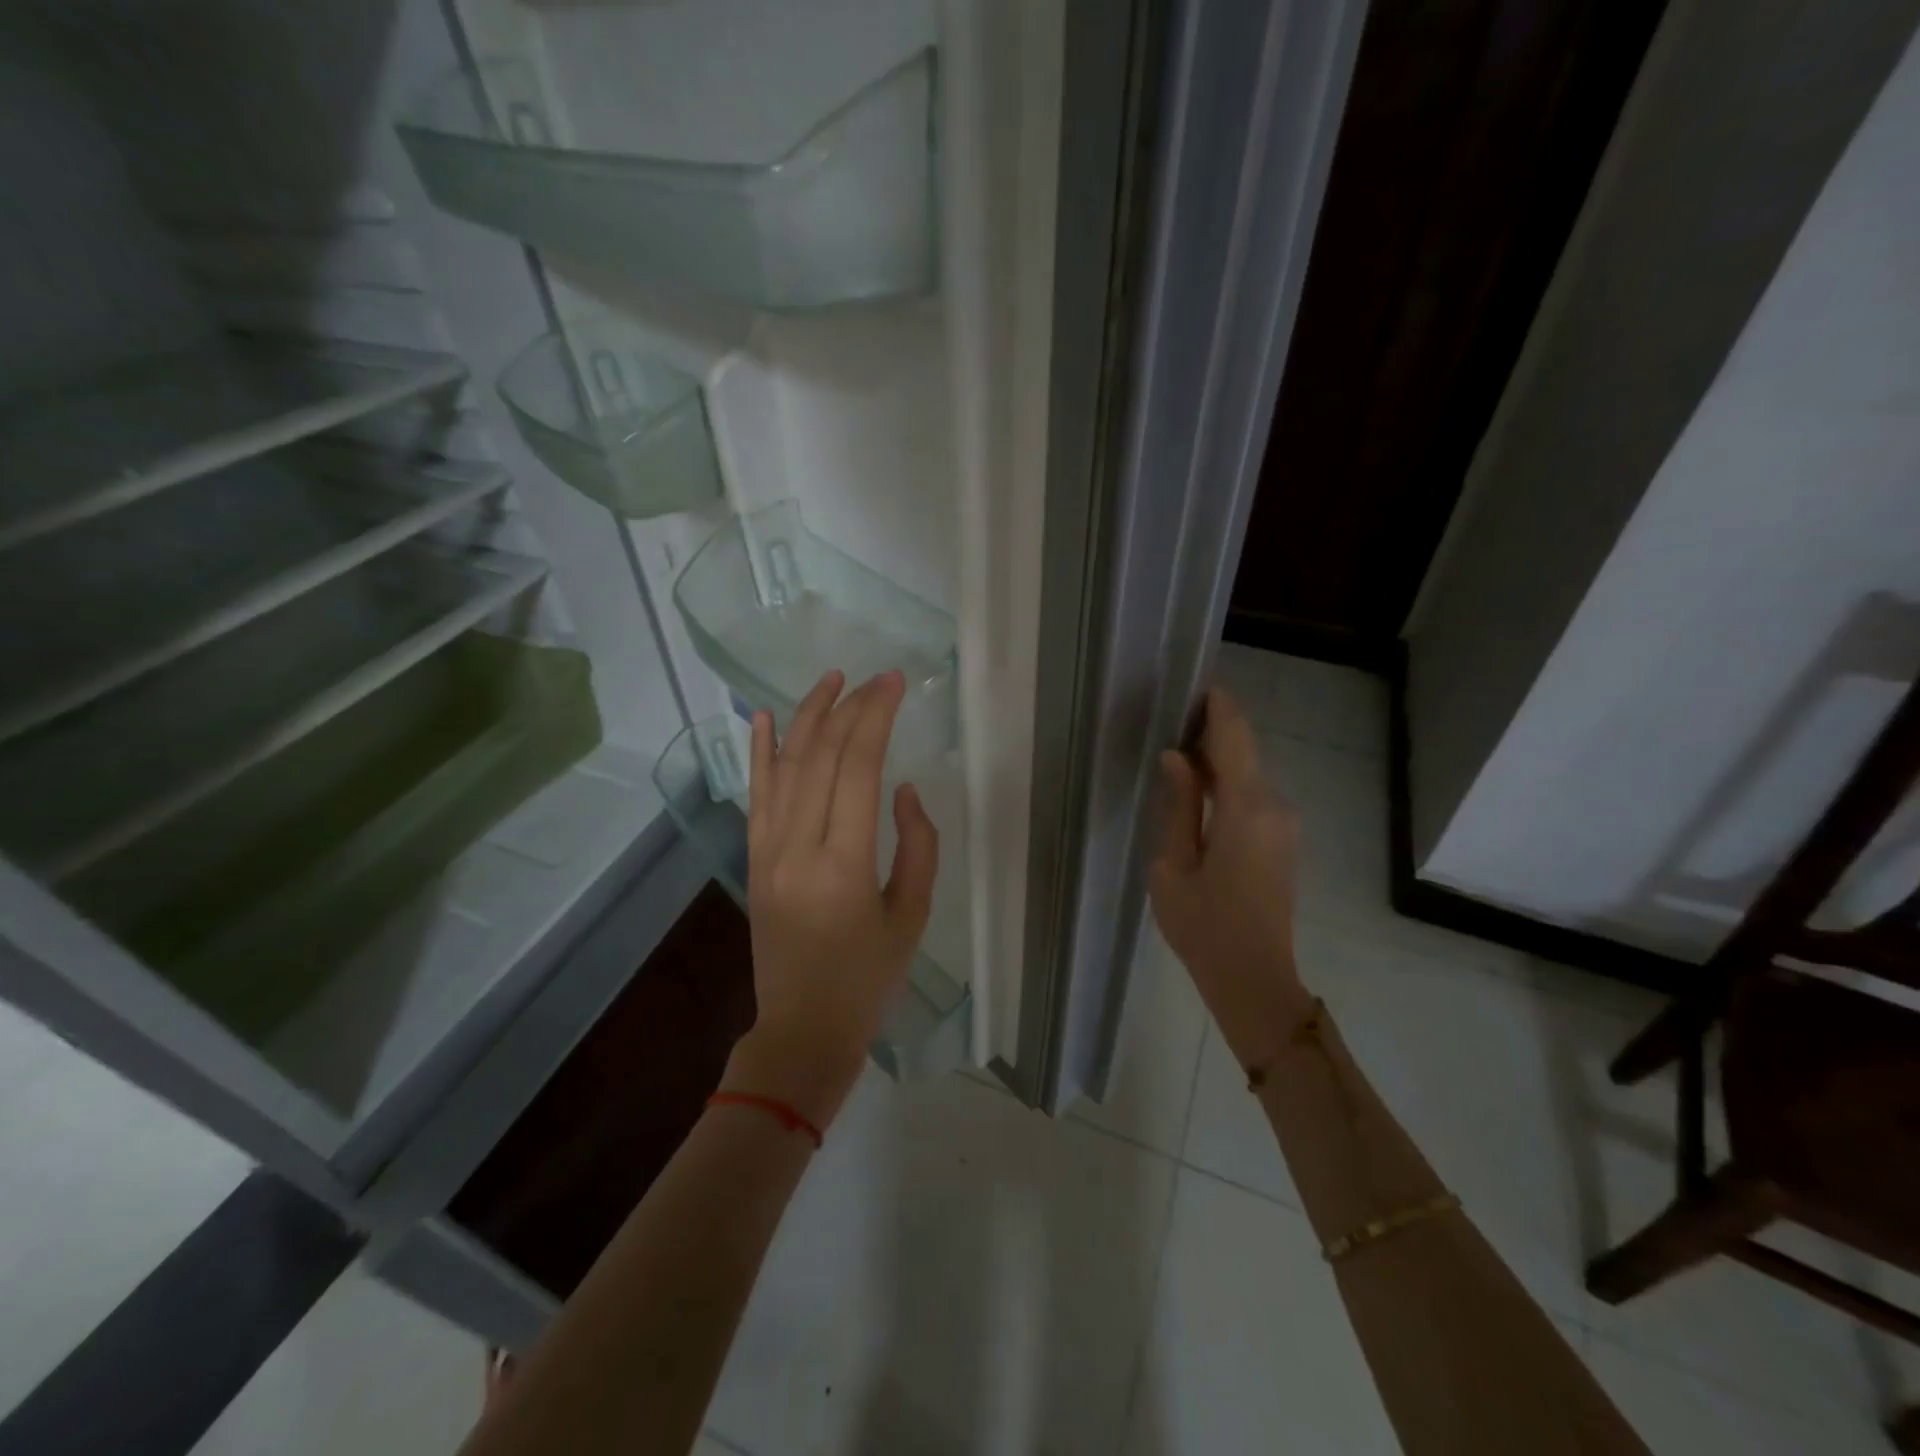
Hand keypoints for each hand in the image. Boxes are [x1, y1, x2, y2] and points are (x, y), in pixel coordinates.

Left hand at [723, 669, 939, 1130]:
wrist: (802, 1029)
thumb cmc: (869, 979)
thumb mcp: (913, 916)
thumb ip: (917, 846)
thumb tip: (902, 789)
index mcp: (843, 865)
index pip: (856, 769)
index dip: (876, 718)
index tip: (894, 684)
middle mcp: (797, 849)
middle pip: (819, 757)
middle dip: (849, 709)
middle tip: (875, 679)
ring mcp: (767, 852)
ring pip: (783, 767)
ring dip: (806, 717)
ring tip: (830, 679)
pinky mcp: (753, 860)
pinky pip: (754, 796)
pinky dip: (757, 753)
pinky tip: (760, 717)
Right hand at [1150, 686, 1311, 1068]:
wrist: (1254, 980)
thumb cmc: (1203, 926)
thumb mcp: (1173, 865)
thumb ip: (1178, 805)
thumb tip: (1177, 757)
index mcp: (1245, 808)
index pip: (1234, 737)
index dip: (1217, 706)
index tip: (1195, 683)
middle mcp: (1274, 806)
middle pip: (1244, 751)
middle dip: (1212, 731)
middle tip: (1171, 718)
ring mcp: (1284, 824)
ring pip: (1249, 773)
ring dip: (1219, 758)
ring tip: (1177, 750)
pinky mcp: (1282, 840)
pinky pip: (1254, 796)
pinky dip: (1228, 782)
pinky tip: (1197, 788)